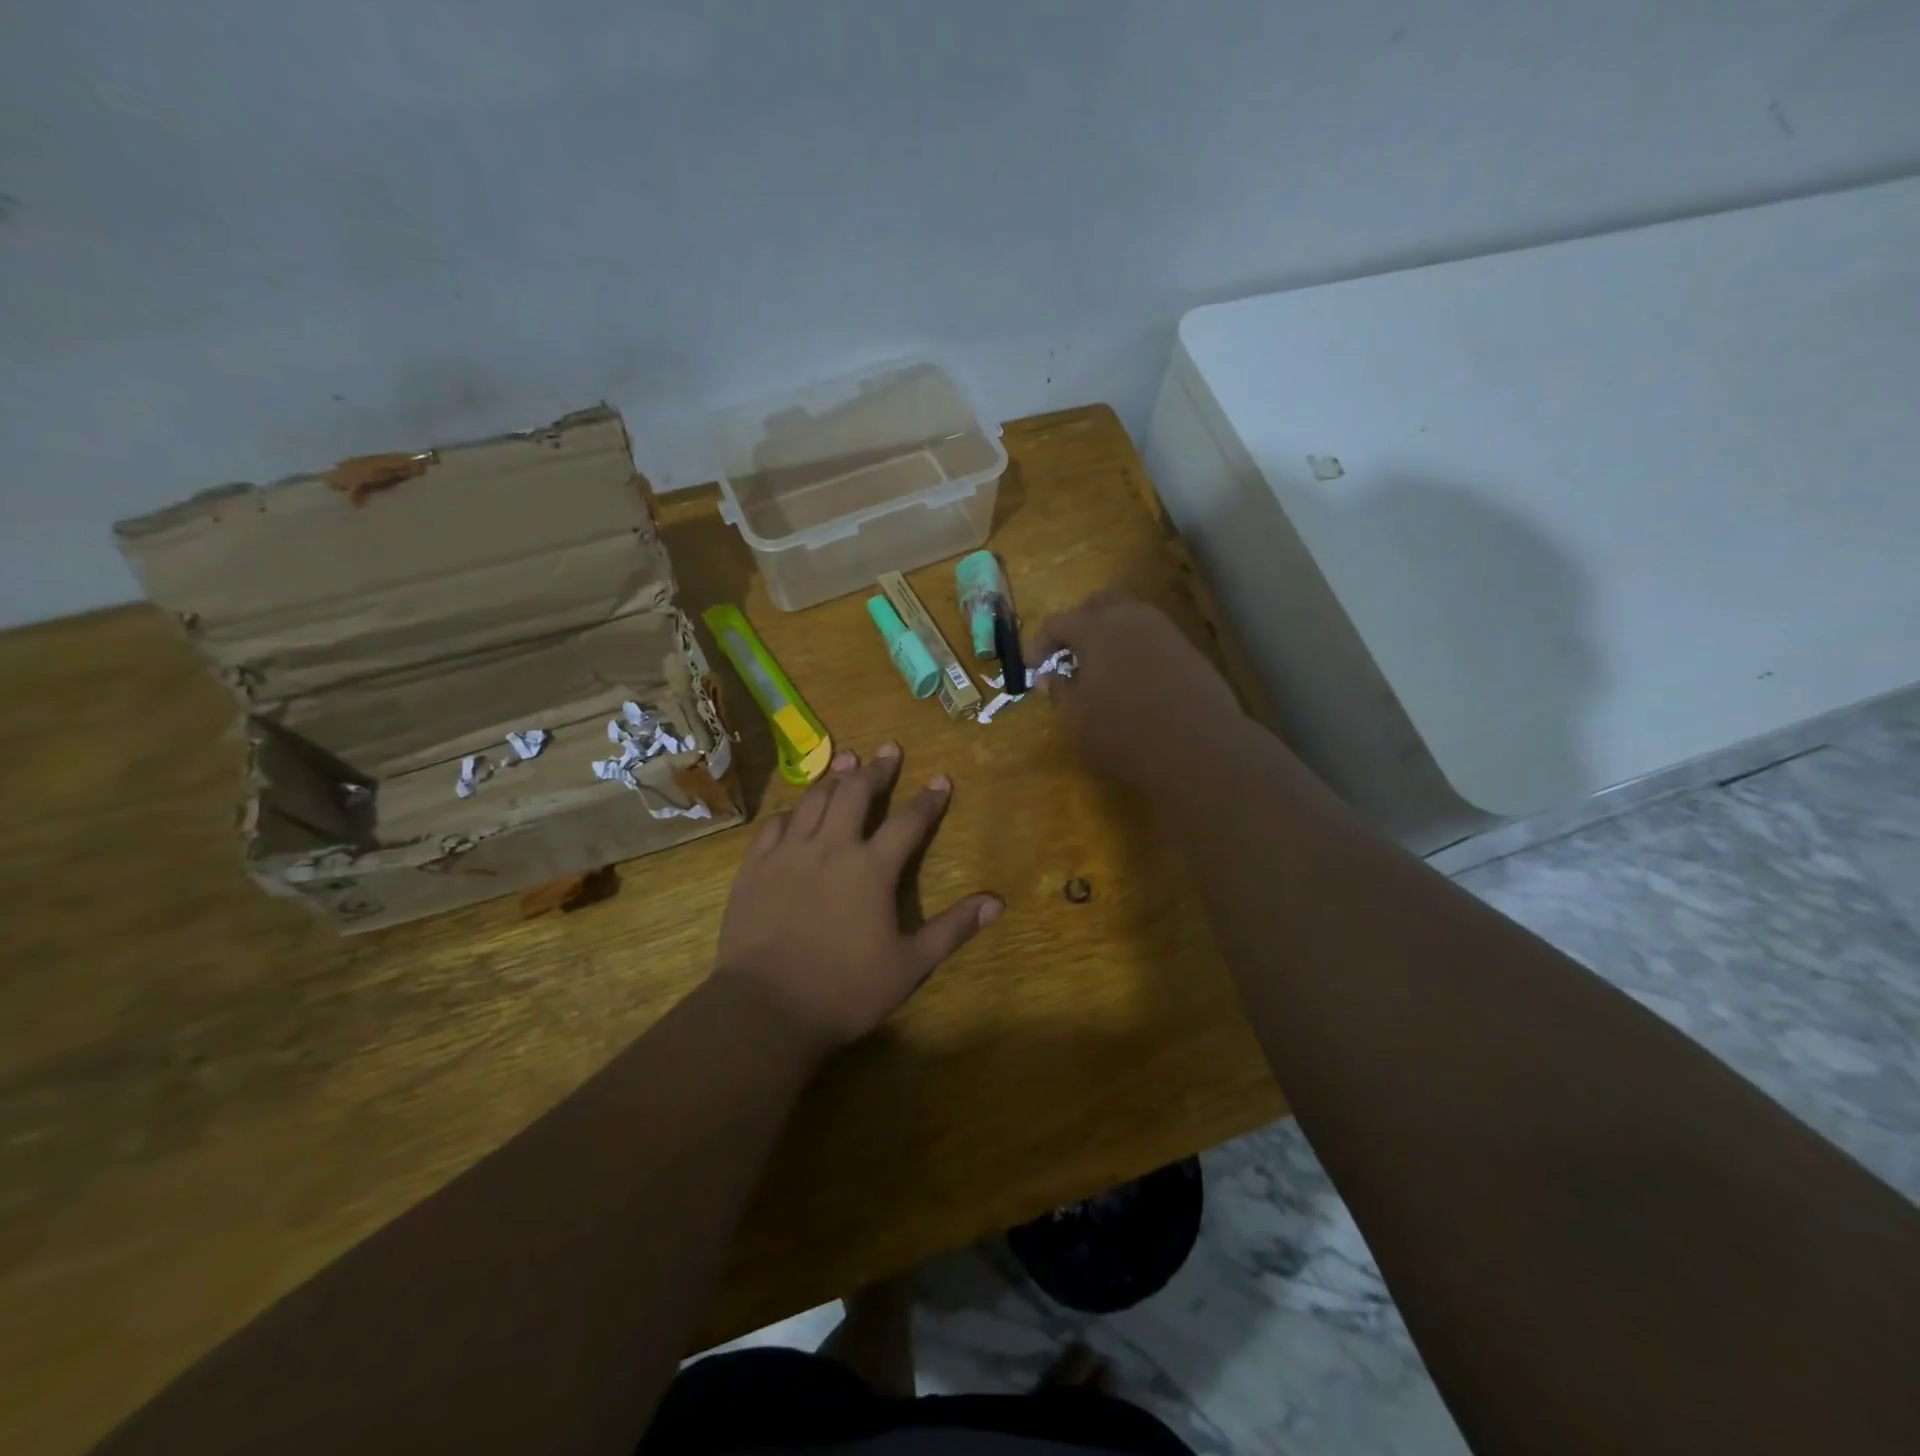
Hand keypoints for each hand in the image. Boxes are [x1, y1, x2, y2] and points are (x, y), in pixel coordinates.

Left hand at [713, 743, 1001, 1052]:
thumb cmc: (845, 989)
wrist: (766, 1007)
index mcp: (872, 869)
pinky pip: (774, 825)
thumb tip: (996, 902)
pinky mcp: (755, 868)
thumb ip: (952, 929)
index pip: (909, 822)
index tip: (941, 778)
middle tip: (888, 750)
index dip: (929, 799)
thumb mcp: (910, 964)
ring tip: (847, 759)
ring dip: (835, 777)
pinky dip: (791, 811)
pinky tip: (796, 810)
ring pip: (814, 800)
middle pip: (856, 793)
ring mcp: (789, 854)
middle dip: (877, 769)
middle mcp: (831, 848)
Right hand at [1032, 591, 1246, 788]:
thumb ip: (1059, 692)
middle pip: (1098, 605)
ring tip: (1101, 670)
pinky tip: (1133, 681)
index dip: (1039, 644)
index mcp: (1095, 627)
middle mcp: (1130, 617)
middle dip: (1078, 626)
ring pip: (1129, 618)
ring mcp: (1164, 630)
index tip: (1034, 669)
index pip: (1057, 623)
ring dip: (1109, 636)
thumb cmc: (1124, 732)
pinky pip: (1151, 638)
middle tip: (1069, 656)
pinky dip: (1134, 650)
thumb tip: (1051, 678)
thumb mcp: (1076, 718)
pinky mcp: (1188, 650)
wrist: (1200, 746)